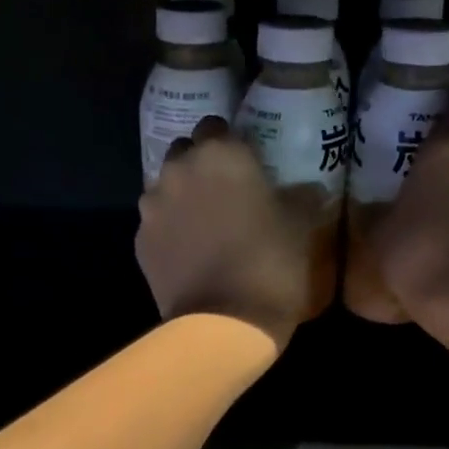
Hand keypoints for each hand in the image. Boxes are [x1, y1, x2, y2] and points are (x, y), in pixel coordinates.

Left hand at [137, 117, 310, 348]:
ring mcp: (153, 205)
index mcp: (221, 153)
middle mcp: (180, 169)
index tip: (247, 166)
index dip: (232, 144)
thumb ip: (300, 196)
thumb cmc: (271, 265)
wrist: (225, 323)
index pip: (218, 126)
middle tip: (225, 193)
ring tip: (204, 225)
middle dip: (201, 165)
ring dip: (181, 196)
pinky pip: (156, 223)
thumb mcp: (300, 226)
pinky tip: (189, 252)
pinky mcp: (140, 240)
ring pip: (165, 186)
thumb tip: (307, 187)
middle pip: (186, 152)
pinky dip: (169, 229)